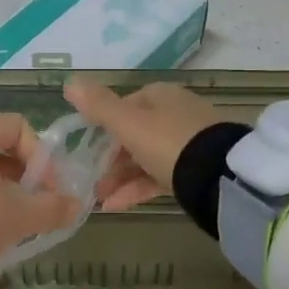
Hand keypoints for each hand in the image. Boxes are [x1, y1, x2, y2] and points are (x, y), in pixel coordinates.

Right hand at [64, 77, 223, 211]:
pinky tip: (117, 206)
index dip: (103, 127)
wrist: (218, 176)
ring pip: (145, 159)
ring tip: (100, 200)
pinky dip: (137, 189)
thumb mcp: (129, 123)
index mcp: (160, 96)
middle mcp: (175, 114)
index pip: (124, 107)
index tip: (87, 151)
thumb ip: (99, 106)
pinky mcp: (194, 170)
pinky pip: (159, 176)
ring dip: (120, 178)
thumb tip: (70, 82)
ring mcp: (187, 143)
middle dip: (110, 161)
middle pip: (134, 135)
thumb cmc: (168, 142)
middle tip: (92, 183)